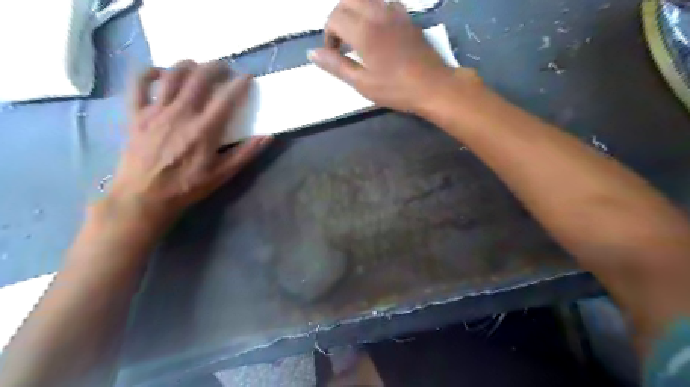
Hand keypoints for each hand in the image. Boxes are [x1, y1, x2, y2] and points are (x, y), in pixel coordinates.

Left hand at [108, 60, 270, 223]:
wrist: (145, 196)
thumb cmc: (187, 186)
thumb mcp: (222, 174)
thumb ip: (246, 153)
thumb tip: (268, 136)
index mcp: (205, 130)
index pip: (226, 99)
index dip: (239, 84)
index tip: (247, 78)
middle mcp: (181, 114)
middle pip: (200, 79)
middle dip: (215, 68)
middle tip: (225, 69)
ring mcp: (156, 111)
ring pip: (172, 75)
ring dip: (188, 65)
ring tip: (198, 66)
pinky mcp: (136, 114)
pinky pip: (138, 84)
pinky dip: (149, 72)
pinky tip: (161, 73)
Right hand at [311, 0, 472, 112]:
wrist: (433, 86)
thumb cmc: (396, 89)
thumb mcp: (362, 83)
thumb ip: (336, 65)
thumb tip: (312, 53)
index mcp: (363, 31)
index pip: (334, 17)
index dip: (328, 35)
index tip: (334, 54)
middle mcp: (377, 13)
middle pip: (348, 0)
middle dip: (338, 17)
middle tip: (342, 42)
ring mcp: (394, 12)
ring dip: (354, 11)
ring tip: (357, 35)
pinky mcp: (406, 16)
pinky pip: (384, 2)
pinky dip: (373, 10)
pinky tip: (378, 30)